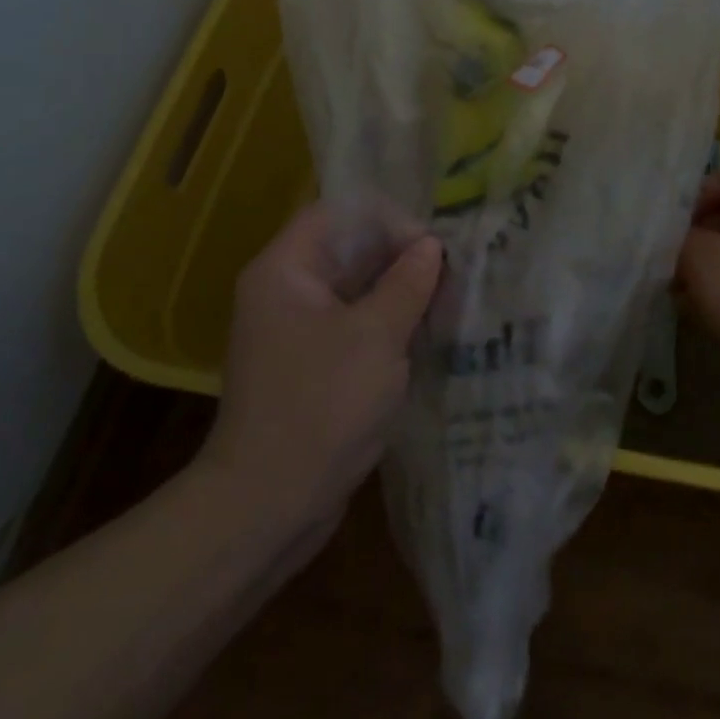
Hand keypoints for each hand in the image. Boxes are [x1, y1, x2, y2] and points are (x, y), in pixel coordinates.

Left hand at [200, 205, 441, 528]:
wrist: (269, 504)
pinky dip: (387, 324)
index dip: (386, 219)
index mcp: (286, 270)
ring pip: (355, 289)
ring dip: (398, 292)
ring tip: (447, 300)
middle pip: (347, 250)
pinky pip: (353, 325)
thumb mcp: (376, 336)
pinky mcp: (311, 365)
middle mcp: (285, 291)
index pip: (338, 214)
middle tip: (450, 272)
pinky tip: (426, 335)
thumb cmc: (322, 406)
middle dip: (399, 256)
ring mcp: (296, 331)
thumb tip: (430, 246)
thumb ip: (407, 283)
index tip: (429, 247)